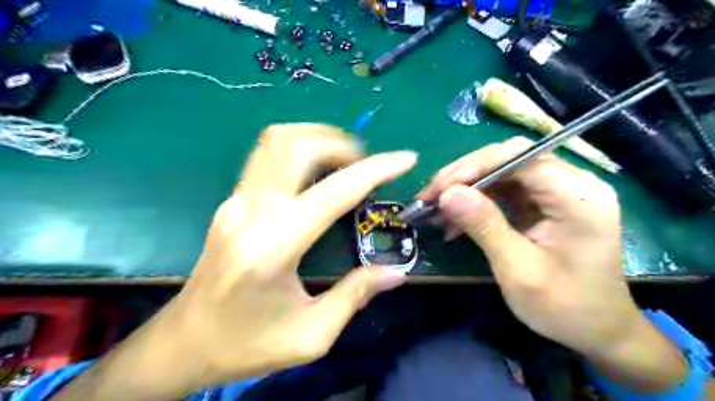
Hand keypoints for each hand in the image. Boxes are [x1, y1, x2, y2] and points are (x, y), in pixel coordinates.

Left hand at [165, 123, 416, 384]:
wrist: (183, 344)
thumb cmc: (246, 345)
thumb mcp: (310, 334)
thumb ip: (355, 296)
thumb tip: (395, 272)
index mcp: (272, 246)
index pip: (333, 192)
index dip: (375, 170)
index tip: (405, 159)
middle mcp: (250, 211)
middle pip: (296, 146)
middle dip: (342, 144)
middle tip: (367, 164)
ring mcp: (235, 201)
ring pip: (276, 141)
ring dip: (317, 139)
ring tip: (346, 160)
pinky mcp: (231, 201)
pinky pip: (268, 157)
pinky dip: (300, 150)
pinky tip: (319, 172)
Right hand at [420, 137, 686, 390]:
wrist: (597, 329)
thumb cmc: (564, 307)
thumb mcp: (518, 270)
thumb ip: (484, 226)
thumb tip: (447, 193)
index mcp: (577, 197)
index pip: (519, 158)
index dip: (475, 167)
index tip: (439, 189)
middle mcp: (572, 184)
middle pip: (509, 159)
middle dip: (464, 175)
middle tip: (430, 197)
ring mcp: (558, 191)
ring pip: (502, 172)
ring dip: (466, 188)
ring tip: (436, 210)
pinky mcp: (545, 203)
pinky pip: (505, 190)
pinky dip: (477, 201)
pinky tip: (455, 219)